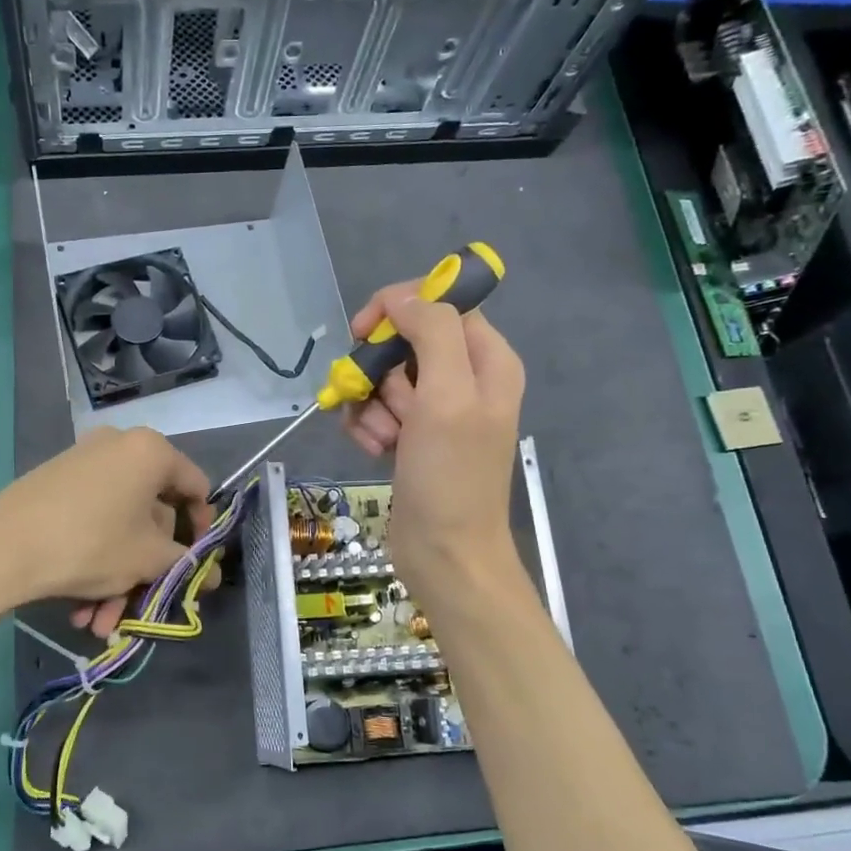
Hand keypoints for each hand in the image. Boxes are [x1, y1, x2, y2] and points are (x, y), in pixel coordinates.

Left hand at [0, 426, 213, 635]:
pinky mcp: (55, 484)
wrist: (1, 548)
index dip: (203, 530)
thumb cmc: (92, 544)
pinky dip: (93, 561)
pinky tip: (79, 609)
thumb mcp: (148, 559)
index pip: (196, 488)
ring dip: (117, 578)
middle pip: (151, 514)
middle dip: (147, 569)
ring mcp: (83, 464)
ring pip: (118, 526)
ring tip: (100, 623)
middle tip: (142, 606)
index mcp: (151, 452)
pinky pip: (91, 522)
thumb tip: (211, 574)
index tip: (195, 566)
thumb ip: (186, 563)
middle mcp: (119, 447)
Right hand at [341, 283, 525, 600]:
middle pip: (405, 342)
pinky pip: (377, 410)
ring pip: (384, 379)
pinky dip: (368, 427)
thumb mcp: (447, 395)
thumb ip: (432, 332)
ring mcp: (436, 411)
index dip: (399, 308)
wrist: (444, 553)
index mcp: (487, 361)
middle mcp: (464, 379)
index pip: (441, 304)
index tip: (363, 330)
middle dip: (380, 371)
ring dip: (370, 405)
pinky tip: (374, 450)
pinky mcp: (412, 437)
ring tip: (382, 438)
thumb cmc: (450, 475)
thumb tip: (403, 297)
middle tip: (383, 402)